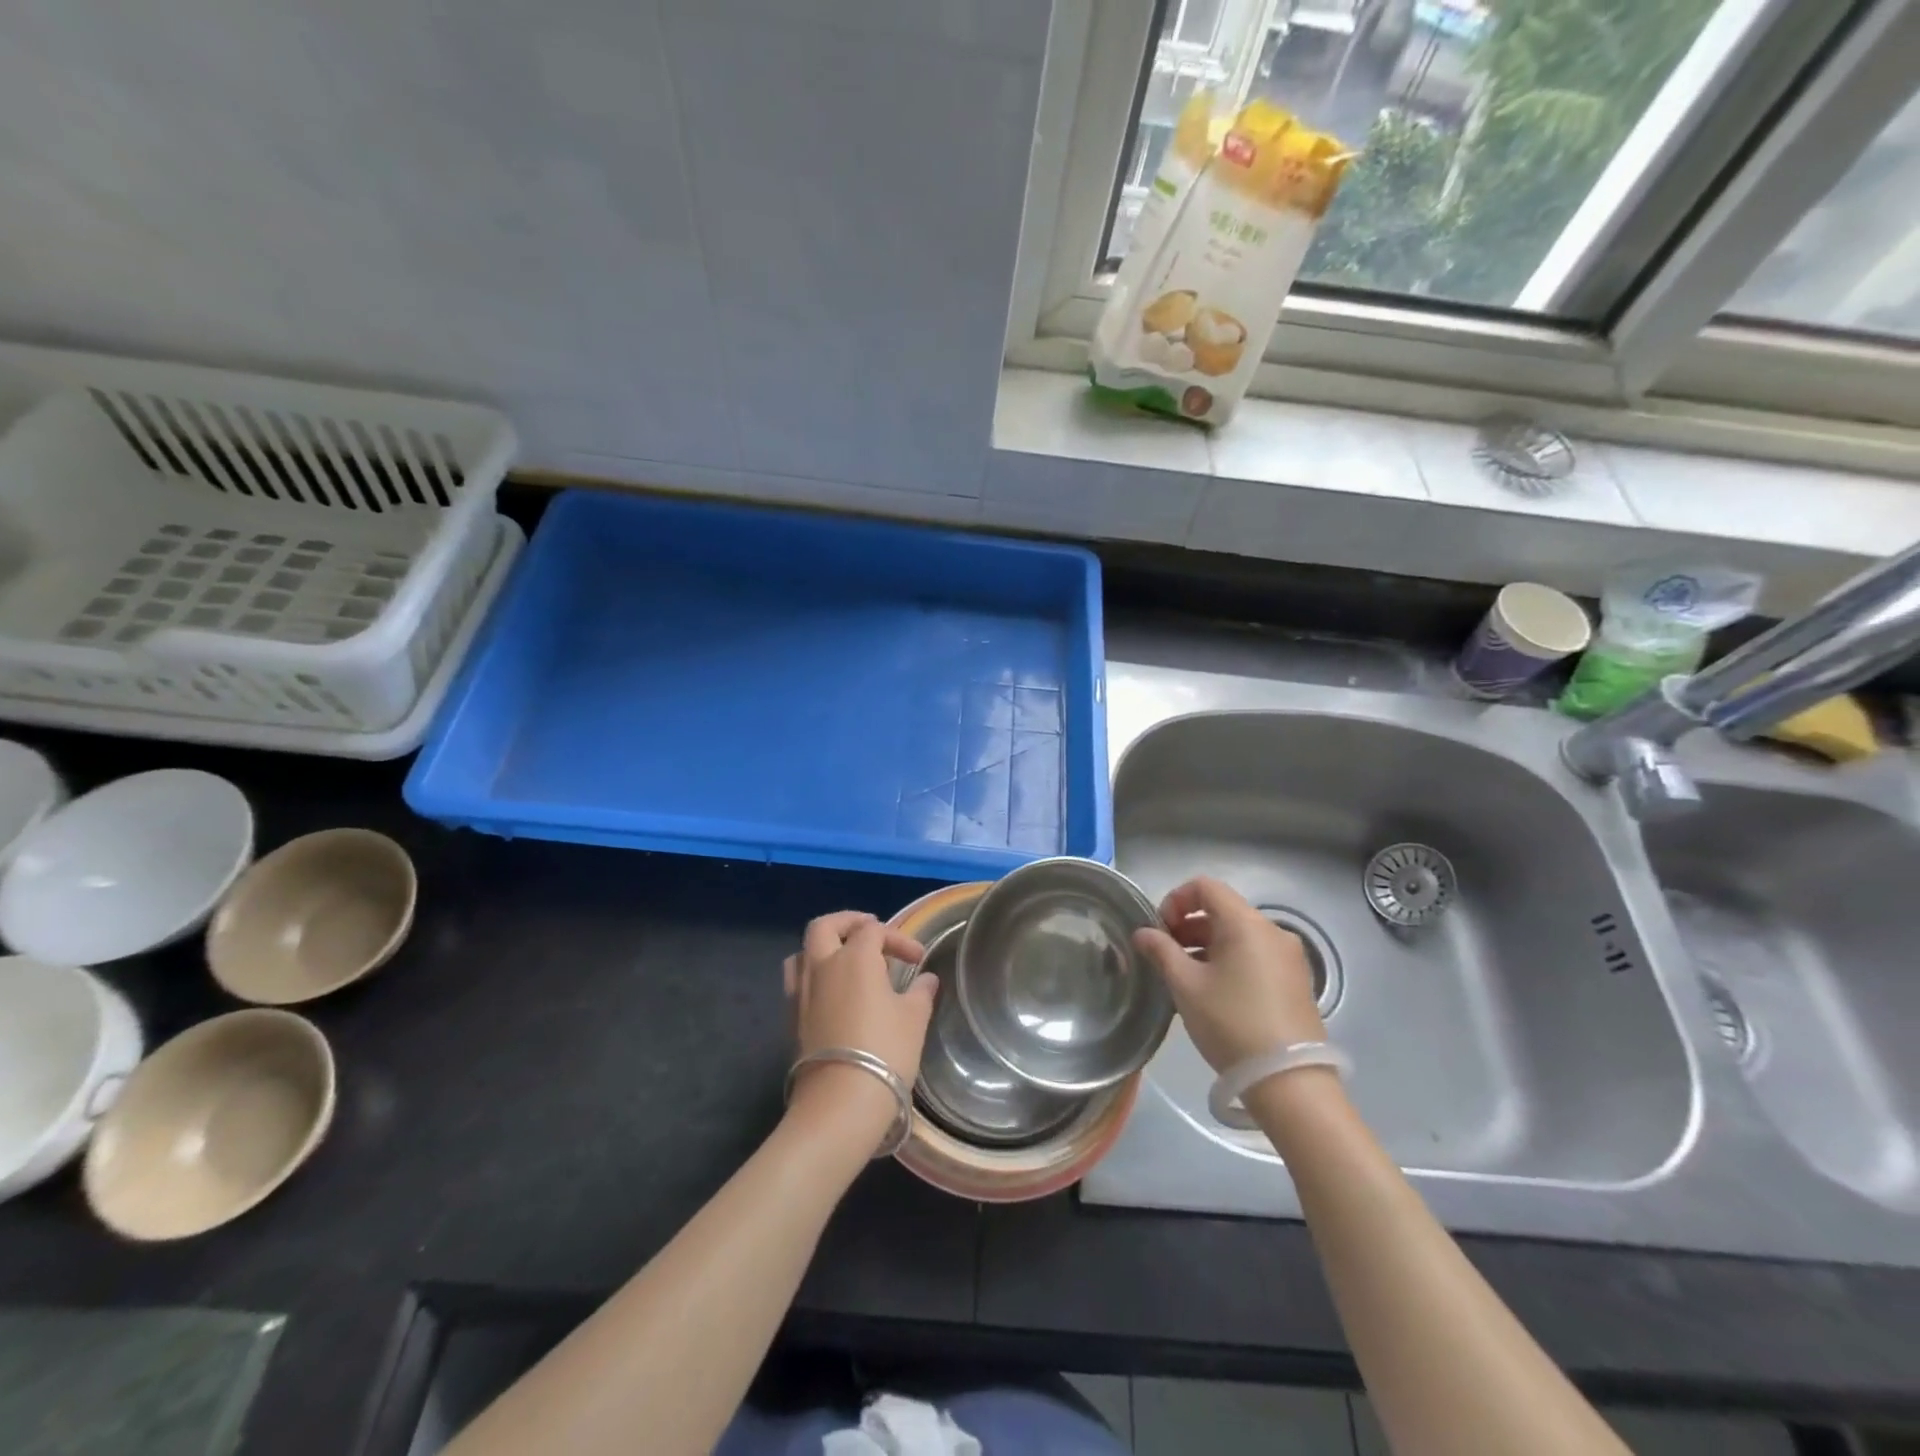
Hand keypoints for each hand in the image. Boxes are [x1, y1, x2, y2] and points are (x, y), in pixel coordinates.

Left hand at [783, 912, 934, 1140]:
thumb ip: (920, 992)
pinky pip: (798, 982)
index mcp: (854, 957)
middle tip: (869, 930)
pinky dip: (815, 976)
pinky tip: (833, 994)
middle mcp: (822, 966)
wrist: (840, 1102)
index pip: (875, 930)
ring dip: (823, 948)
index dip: (898, 938)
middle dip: (847, 922)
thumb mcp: (913, 1019)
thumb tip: (926, 979)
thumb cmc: (885, 1052)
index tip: (918, 959)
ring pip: (803, 953)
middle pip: (825, 926)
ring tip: (845, 959)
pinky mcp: (792, 1020)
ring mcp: (801, 993)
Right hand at [1133, 877, 1325, 1071]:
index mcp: (1246, 923)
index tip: (1160, 930)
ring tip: (1185, 978)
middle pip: (1222, 910)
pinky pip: (1255, 956)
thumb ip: (1161, 951)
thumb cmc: (1231, 1023)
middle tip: (1165, 956)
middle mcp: (1272, 931)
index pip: (1206, 887)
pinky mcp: (1296, 982)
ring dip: (1206, 946)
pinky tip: (1214, 994)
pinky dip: (1229, 961)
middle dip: (1188, 926)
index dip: (1175, 900)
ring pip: (1238, 935)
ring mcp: (1289, 957)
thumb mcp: (1186, 986)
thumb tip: (1143, 933)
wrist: (1289, 1082)